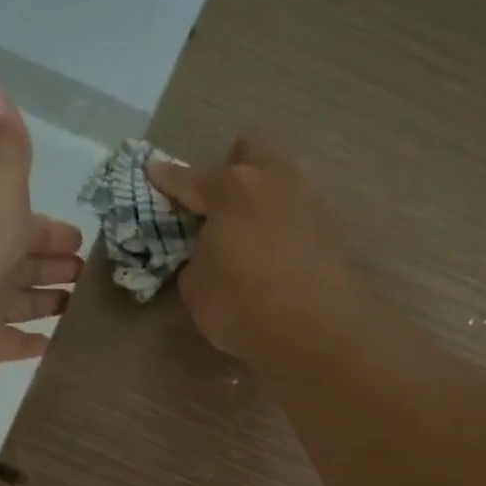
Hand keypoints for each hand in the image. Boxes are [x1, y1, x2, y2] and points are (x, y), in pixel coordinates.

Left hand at [0, 87, 83, 387]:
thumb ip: (6, 145)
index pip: (27, 224)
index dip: (52, 231)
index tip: (81, 241)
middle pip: (27, 264)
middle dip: (55, 266)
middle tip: (89, 277)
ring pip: (23, 303)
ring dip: (48, 303)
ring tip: (83, 308)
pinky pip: (14, 344)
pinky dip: (34, 343)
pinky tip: (58, 344)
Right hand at [146, 136, 356, 361]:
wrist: (311, 333)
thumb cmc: (240, 305)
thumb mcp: (196, 287)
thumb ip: (198, 259)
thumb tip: (211, 254)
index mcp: (230, 190)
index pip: (190, 180)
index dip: (168, 178)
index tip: (154, 170)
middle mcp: (272, 182)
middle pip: (252, 152)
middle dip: (233, 164)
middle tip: (220, 195)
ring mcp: (307, 202)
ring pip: (282, 178)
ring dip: (264, 192)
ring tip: (251, 223)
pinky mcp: (330, 230)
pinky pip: (299, 212)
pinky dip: (285, 223)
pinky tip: (277, 248)